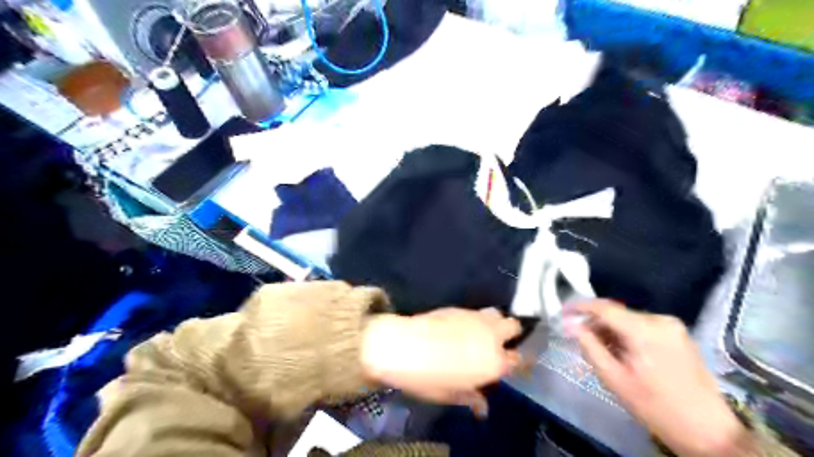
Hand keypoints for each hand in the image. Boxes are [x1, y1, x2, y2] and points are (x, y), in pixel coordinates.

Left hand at [361, 308, 519, 417]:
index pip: (518, 359)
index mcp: (493, 362)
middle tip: (499, 344)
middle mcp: (491, 336)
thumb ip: (471, 397)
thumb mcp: (451, 394)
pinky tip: (465, 327)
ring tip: (483, 332)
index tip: (510, 364)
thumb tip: (482, 406)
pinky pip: (478, 311)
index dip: (516, 361)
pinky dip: (478, 318)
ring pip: (498, 313)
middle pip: (514, 326)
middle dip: (511, 334)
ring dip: (496, 322)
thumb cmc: (428, 378)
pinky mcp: (460, 308)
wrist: (404, 346)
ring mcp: (476, 318)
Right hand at [567, 302, 752, 454]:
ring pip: (629, 319)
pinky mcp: (679, 334)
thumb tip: (570, 325)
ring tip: (600, 348)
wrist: (709, 431)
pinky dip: (627, 333)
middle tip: (577, 335)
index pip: (604, 308)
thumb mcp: (614, 379)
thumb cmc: (655, 407)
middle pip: (617, 313)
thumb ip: (590, 347)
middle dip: (595, 322)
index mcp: (644, 330)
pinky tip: (622, 351)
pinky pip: (644, 326)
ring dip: (611, 329)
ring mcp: (673, 326)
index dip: (580, 307)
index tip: (562, 311)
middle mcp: (660, 320)